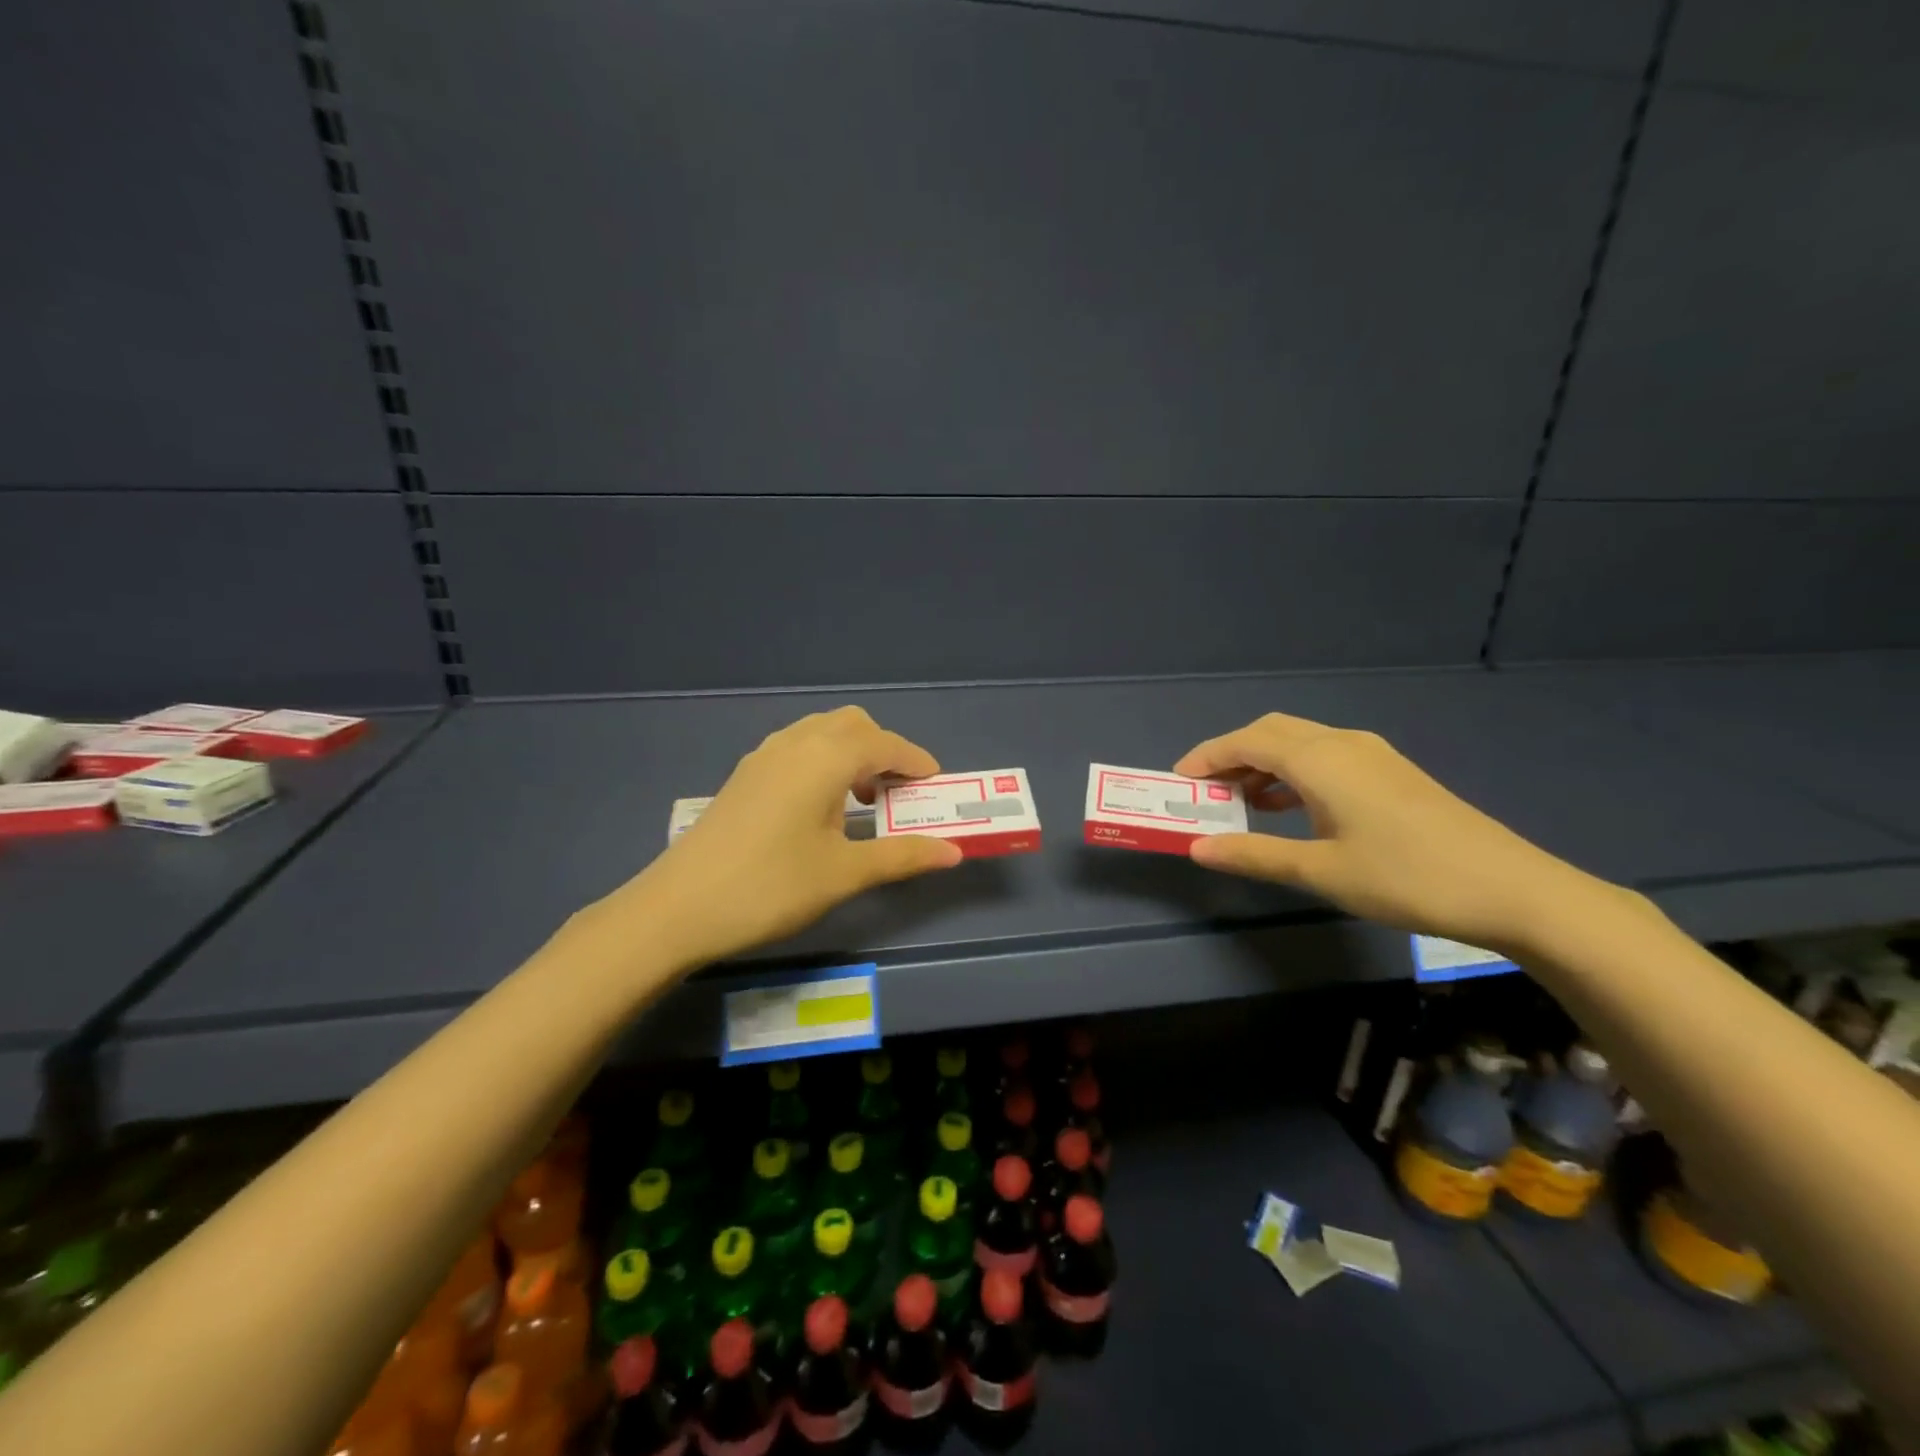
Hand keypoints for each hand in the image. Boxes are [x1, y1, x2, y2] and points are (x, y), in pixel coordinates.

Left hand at [613, 706, 962, 966]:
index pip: (885, 744)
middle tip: (898, 793)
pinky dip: (823, 761)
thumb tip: (954, 853)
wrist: (678, 908)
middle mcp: (795, 744)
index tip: (936, 784)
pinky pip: (797, 748)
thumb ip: (902, 856)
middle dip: (884, 750)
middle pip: (853, 725)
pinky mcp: (744, 776)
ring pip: (821, 732)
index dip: (916, 761)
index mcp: (825, 758)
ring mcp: (763, 756)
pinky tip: (819, 807)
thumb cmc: (771, 886)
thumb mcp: (844, 874)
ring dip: (852, 753)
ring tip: (862, 801)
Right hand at [1175, 713, 1602, 954]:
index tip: (1178, 781)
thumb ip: (1253, 854)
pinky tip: (1290, 808)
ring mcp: (1372, 755)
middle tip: (1204, 790)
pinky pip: (1324, 757)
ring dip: (1263, 764)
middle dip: (1231, 755)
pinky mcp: (1391, 773)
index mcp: (1320, 759)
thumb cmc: (1405, 877)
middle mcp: (1342, 744)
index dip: (1207, 756)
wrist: (1511, 889)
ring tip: (1239, 803)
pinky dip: (1293, 773)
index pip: (1246, 741)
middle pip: (1270, 732)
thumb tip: (1198, 847)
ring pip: (1300, 742)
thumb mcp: (1320, 871)